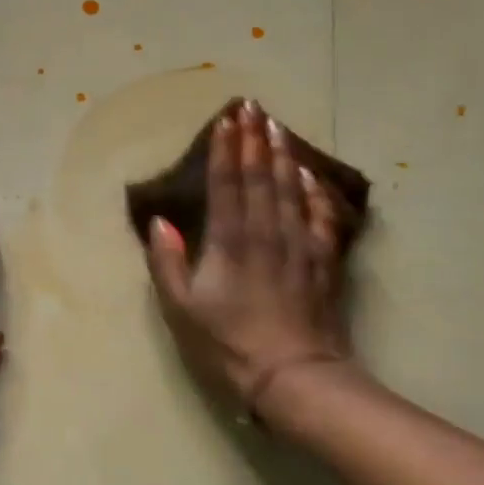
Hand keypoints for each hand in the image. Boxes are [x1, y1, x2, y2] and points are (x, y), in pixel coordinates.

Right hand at [143, 101, 351, 413]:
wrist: (294, 377)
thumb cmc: (228, 344)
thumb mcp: (181, 309)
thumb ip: (168, 262)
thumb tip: (160, 222)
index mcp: (229, 242)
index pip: (226, 184)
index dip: (225, 150)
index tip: (226, 120)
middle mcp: (266, 233)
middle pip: (260, 177)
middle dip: (254, 140)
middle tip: (252, 107)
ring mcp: (299, 246)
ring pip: (290, 190)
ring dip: (282, 156)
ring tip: (276, 127)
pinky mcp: (323, 263)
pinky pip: (319, 217)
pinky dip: (314, 192)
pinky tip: (309, 176)